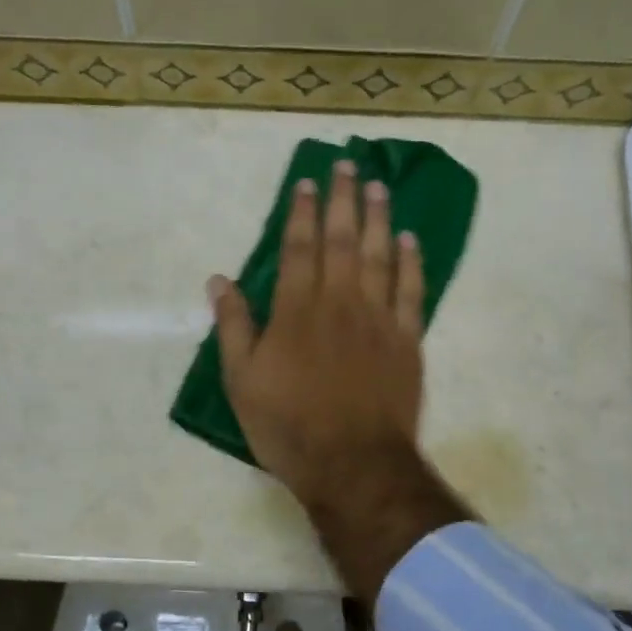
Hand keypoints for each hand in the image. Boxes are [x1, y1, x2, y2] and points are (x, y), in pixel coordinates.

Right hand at [209, 162, 469, 602]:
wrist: (353, 464)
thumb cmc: (289, 427)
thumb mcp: (242, 381)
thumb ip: (233, 326)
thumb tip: (219, 280)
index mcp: (297, 311)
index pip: (299, 248)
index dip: (302, 212)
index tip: (308, 182)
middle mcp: (340, 303)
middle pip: (342, 240)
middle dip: (344, 200)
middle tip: (350, 165)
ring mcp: (379, 319)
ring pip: (380, 256)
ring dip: (379, 219)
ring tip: (380, 187)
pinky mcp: (408, 341)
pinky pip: (412, 291)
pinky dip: (412, 263)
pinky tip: (411, 240)